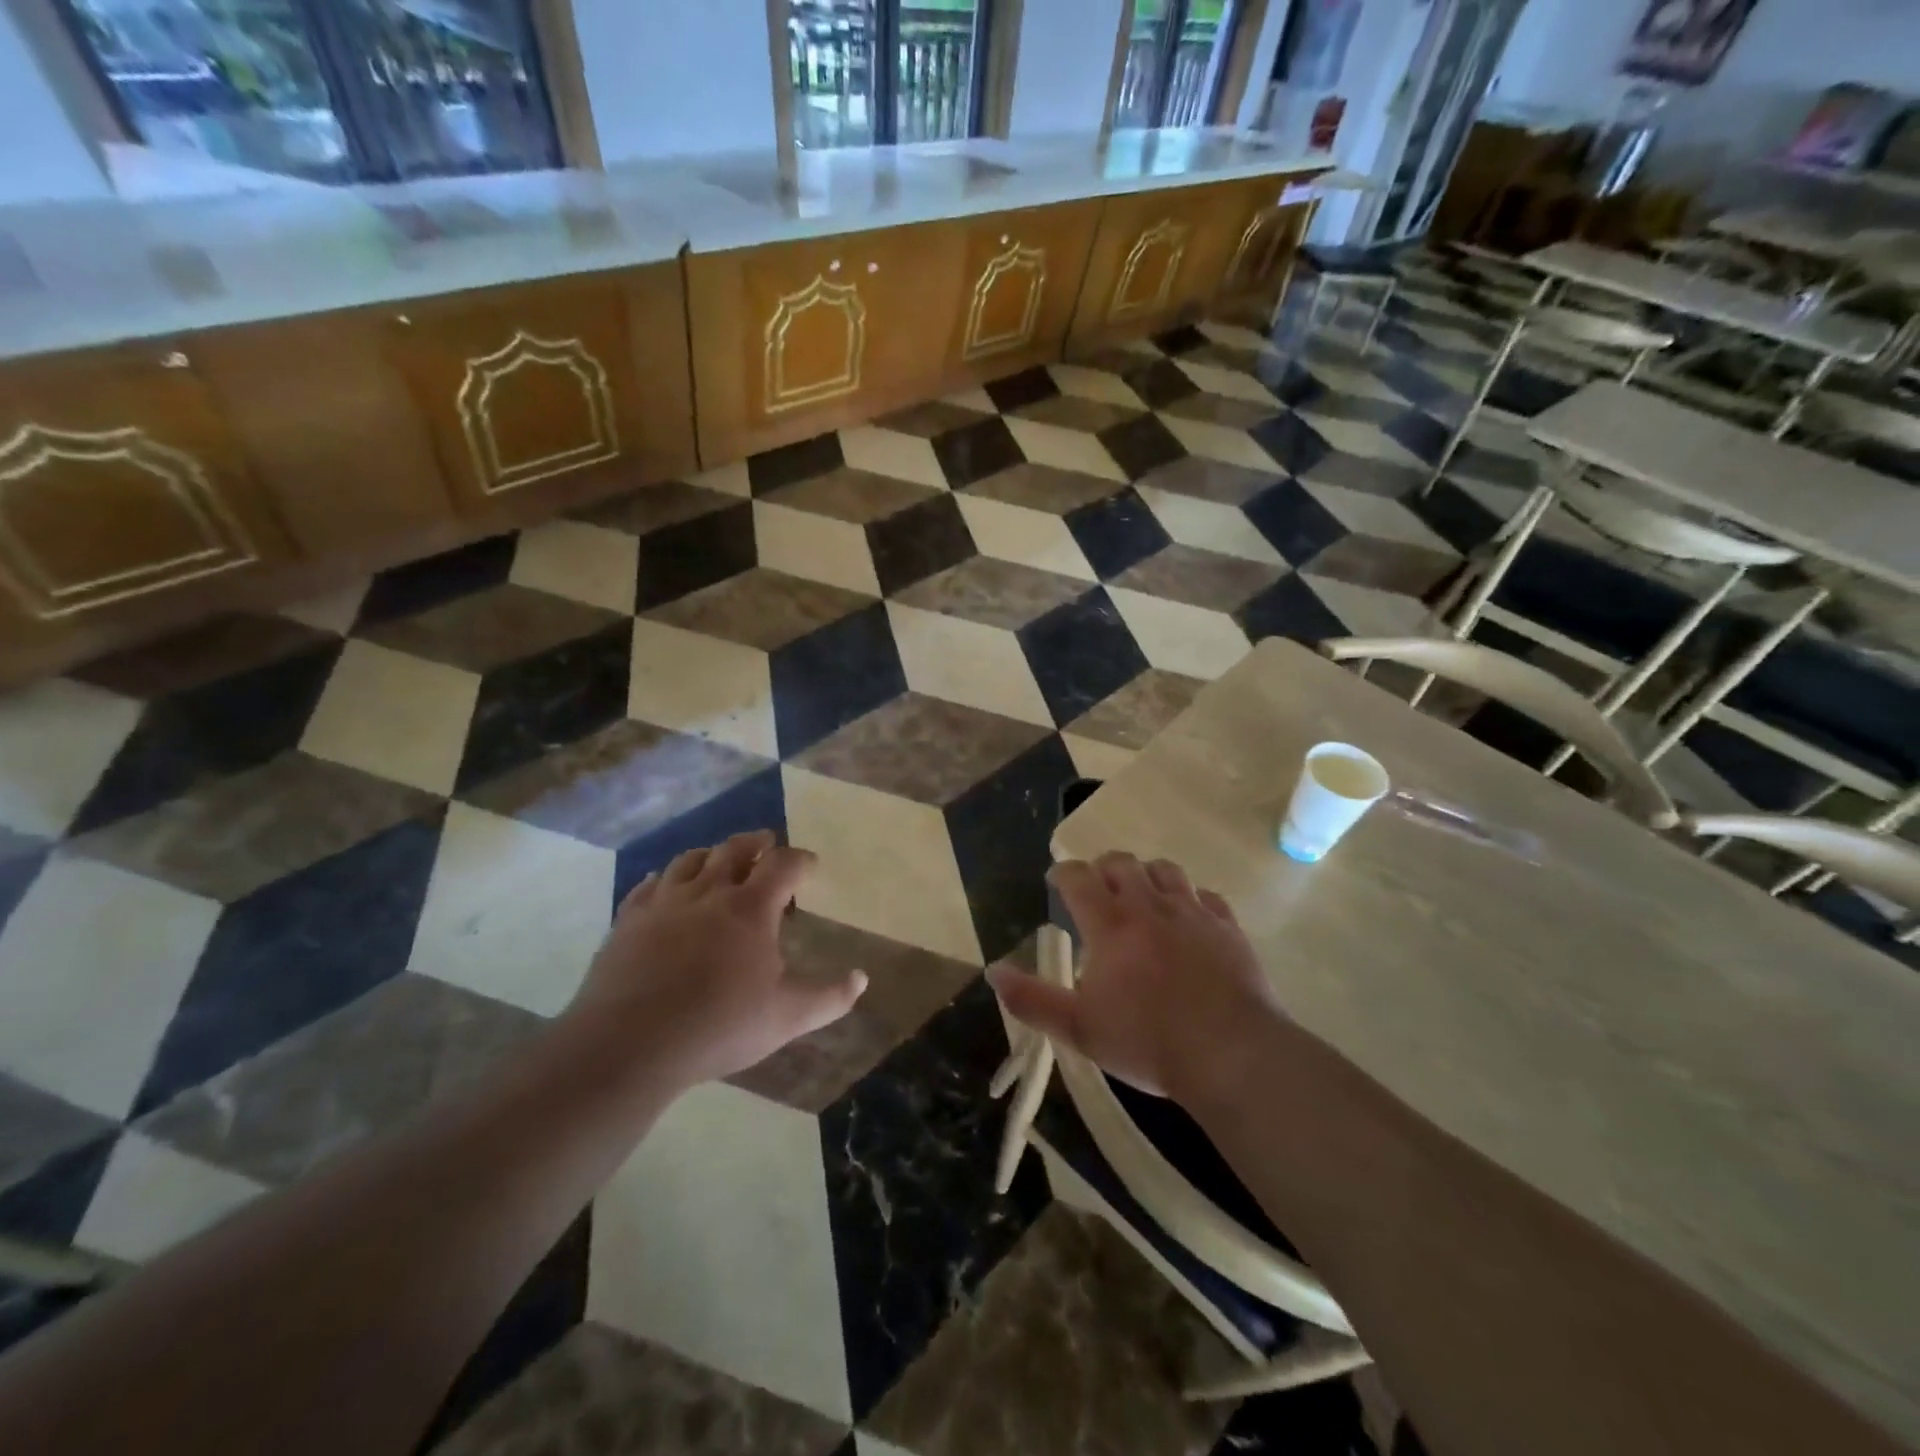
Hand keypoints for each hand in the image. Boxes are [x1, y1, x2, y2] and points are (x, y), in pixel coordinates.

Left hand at [557, 831, 865, 1093]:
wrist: (630, 1043)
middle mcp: (708, 892)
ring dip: (710, 854)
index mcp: (751, 908)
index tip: (811, 863)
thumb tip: (862, 978)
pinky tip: (662, 884)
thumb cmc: (719, 1026)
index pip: (783, 865)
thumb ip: (829, 997)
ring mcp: (664, 903)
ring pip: (689, 860)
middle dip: (756, 842)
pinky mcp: (628, 921)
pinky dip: (663, 879)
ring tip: (718, 858)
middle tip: (766, 842)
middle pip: (734, 849)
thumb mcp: (787, 1017)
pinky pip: (647, 887)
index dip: (801, 859)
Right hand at [987, 852, 1279, 1101]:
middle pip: (1121, 863)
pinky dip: (1190, 898)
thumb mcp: (1078, 1028)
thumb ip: (1032, 999)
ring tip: (1141, 895)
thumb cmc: (1147, 1042)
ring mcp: (1193, 913)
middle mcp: (1149, 906)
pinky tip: (1188, 918)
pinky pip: (1206, 896)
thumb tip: (993, 971)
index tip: (1056, 881)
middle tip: (1096, 888)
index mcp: (1110, 924)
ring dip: (1146, 874)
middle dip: (1102, 868)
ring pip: (1165, 870)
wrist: (1231, 1055)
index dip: (1063, 873)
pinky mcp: (1227, 928)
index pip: (1078, 877)